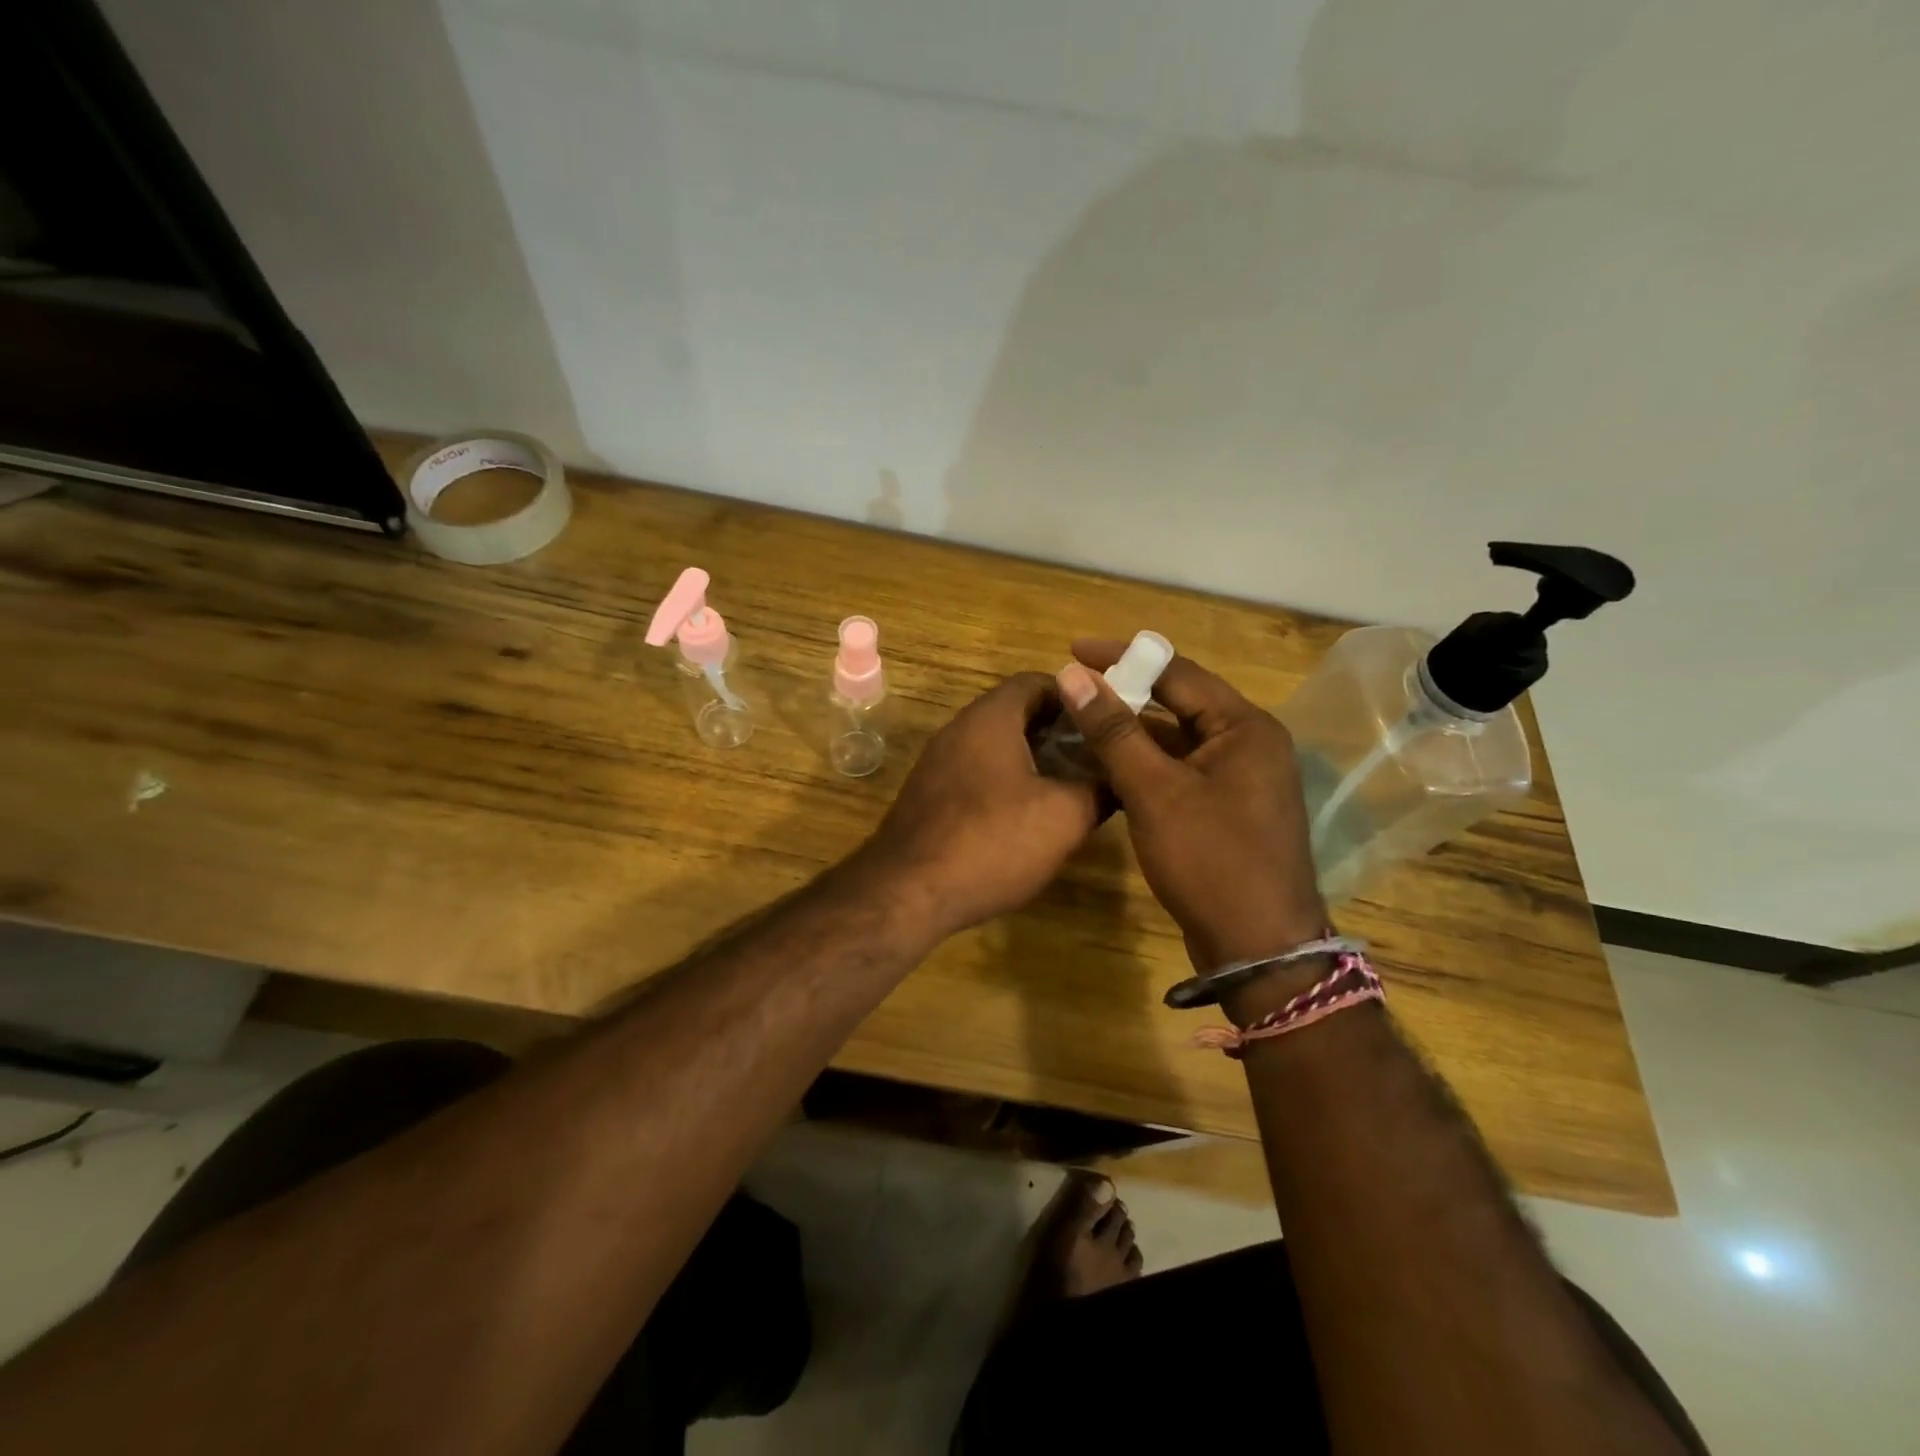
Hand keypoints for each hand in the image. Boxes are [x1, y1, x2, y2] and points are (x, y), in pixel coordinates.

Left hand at [864, 673, 1099, 938]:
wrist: (907, 893)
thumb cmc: (991, 841)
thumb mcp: (1063, 817)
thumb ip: (1098, 789)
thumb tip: (1120, 779)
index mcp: (989, 718)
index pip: (1036, 682)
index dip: (1076, 695)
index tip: (1105, 720)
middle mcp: (958, 730)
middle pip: (1016, 713)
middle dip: (1059, 731)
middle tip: (1096, 755)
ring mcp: (938, 764)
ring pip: (996, 746)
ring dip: (1033, 759)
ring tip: (1072, 786)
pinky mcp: (929, 797)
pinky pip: (976, 774)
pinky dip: (1007, 782)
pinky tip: (1029, 816)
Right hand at [1055, 641, 1325, 970]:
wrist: (1258, 949)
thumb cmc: (1211, 860)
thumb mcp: (1155, 791)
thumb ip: (1114, 731)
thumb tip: (1073, 676)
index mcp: (1244, 727)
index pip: (1177, 673)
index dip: (1123, 657)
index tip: (1073, 650)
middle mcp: (1248, 744)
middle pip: (1178, 704)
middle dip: (1125, 695)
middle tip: (1073, 688)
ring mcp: (1240, 779)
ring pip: (1176, 741)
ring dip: (1131, 732)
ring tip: (1079, 724)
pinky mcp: (1226, 809)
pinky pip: (1179, 771)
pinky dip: (1144, 765)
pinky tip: (1105, 767)